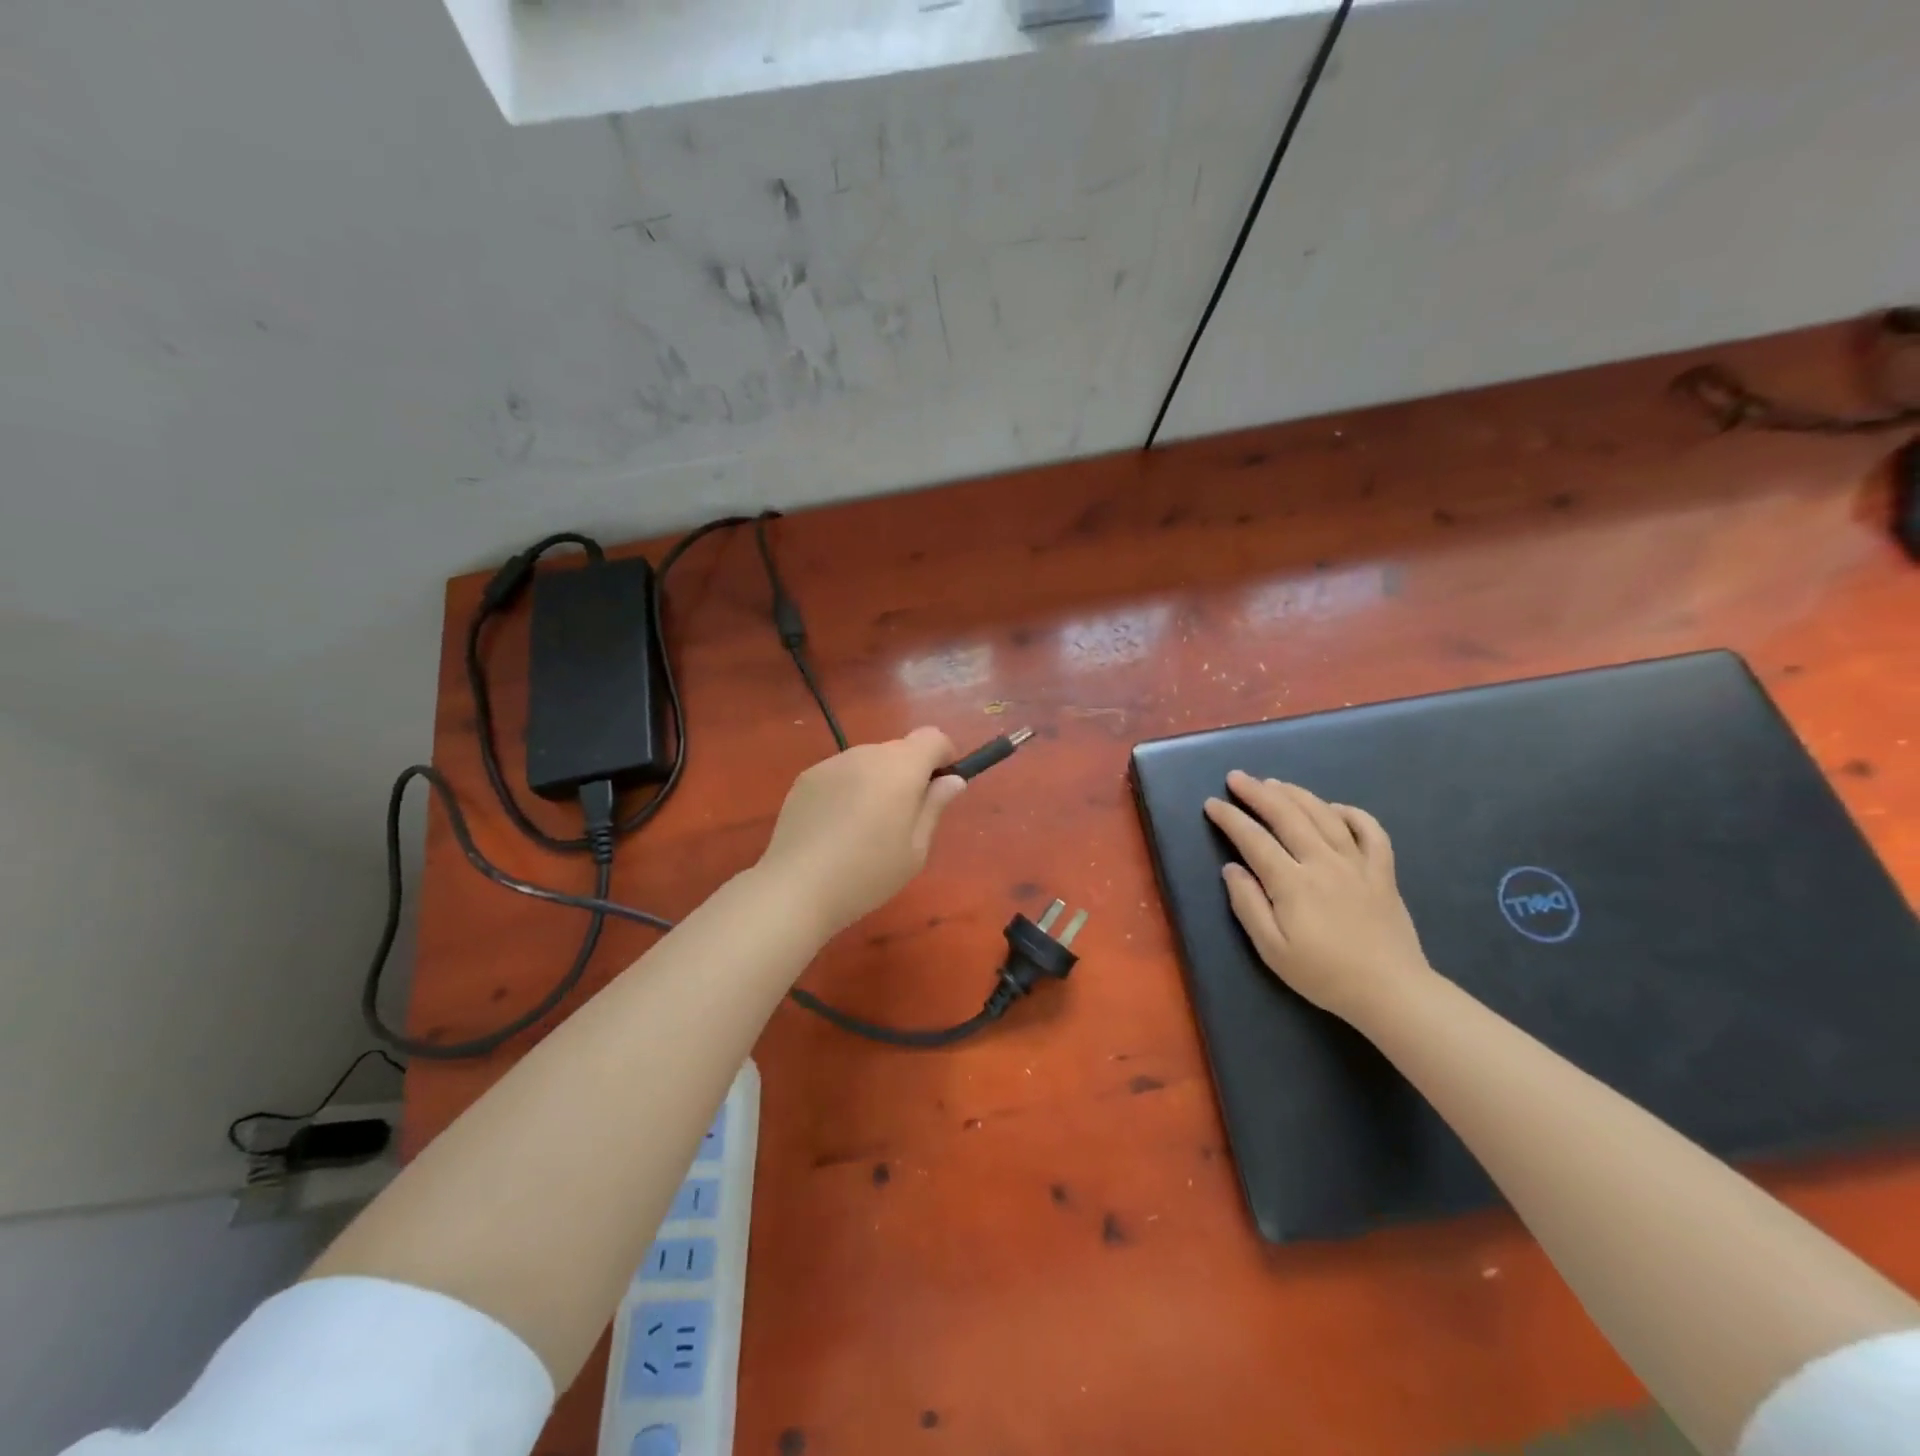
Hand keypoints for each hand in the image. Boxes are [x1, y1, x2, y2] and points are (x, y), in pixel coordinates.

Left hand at [757, 727, 967, 936]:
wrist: (796, 888)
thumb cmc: (868, 873)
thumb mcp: (915, 849)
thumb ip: (934, 806)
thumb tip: (952, 779)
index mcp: (900, 768)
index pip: (932, 737)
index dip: (944, 756)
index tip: (941, 787)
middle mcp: (866, 754)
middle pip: (899, 749)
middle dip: (910, 773)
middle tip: (903, 818)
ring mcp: (832, 763)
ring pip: (868, 761)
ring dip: (877, 781)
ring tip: (865, 827)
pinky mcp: (806, 778)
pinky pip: (841, 773)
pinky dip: (849, 789)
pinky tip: (836, 827)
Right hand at [1203, 771, 1431, 1027]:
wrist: (1391, 992)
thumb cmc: (1323, 974)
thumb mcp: (1272, 950)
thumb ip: (1248, 905)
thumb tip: (1231, 868)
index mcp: (1292, 883)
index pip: (1254, 839)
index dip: (1230, 818)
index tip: (1212, 804)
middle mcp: (1323, 862)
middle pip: (1287, 815)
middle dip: (1258, 792)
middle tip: (1237, 778)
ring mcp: (1357, 863)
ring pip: (1324, 815)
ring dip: (1296, 794)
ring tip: (1274, 783)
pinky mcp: (1382, 872)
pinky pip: (1371, 831)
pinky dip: (1352, 813)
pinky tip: (1334, 808)